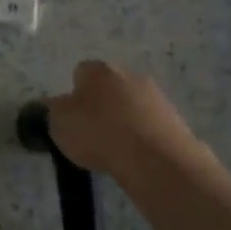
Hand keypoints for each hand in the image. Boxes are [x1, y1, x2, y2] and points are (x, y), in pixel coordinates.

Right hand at [47, 60, 217, 182]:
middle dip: (101, 105)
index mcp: (98, 70)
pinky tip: (135, 156)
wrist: (155, 159)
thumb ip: (54, 111)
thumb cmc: (98, 133)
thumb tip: (57, 106)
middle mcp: (129, 75)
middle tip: (91, 132)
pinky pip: (150, 125)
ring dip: (124, 120)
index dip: (73, 94)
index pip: (80, 72)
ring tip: (115, 149)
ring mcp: (156, 96)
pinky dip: (142, 137)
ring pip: (132, 105)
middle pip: (109, 87)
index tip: (71, 117)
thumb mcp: (59, 123)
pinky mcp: (176, 120)